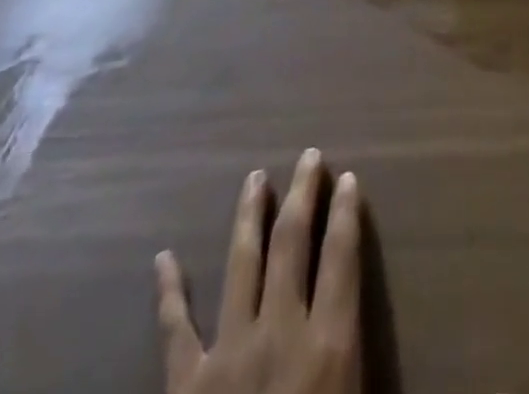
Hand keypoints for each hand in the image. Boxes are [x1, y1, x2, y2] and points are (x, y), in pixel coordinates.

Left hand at [157, 150, 362, 393]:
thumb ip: (356, 373)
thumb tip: (366, 341)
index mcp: (327, 348)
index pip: (342, 258)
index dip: (346, 214)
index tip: (348, 178)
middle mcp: (280, 333)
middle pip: (293, 243)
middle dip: (302, 194)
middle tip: (307, 157)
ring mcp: (228, 353)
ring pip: (242, 263)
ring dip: (250, 216)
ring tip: (255, 178)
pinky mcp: (185, 385)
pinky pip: (175, 328)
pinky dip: (168, 291)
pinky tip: (162, 258)